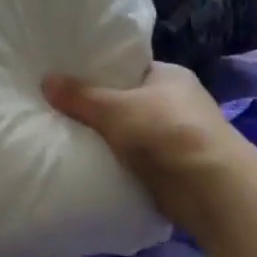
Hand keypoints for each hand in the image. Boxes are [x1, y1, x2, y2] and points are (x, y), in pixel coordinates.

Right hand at [43, 63, 247, 232]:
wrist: (209, 188)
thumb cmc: (165, 132)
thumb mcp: (114, 109)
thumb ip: (80, 97)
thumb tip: (46, 80)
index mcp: (169, 76)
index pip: (129, 69)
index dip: (100, 73)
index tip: (68, 80)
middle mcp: (177, 102)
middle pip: (128, 102)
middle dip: (100, 110)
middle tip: (61, 111)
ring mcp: (178, 137)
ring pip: (132, 133)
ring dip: (110, 140)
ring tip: (68, 138)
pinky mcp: (175, 168)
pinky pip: (137, 161)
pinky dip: (120, 163)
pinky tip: (92, 165)